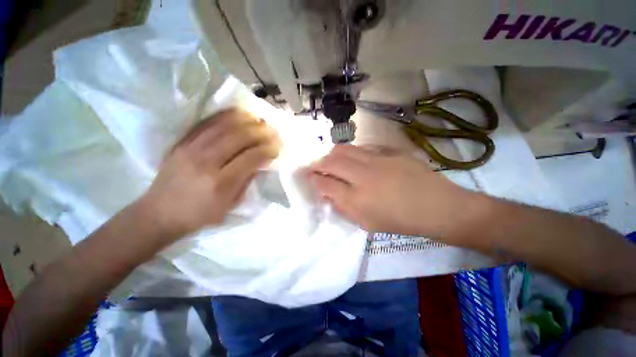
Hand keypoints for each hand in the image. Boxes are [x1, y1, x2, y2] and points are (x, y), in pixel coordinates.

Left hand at [140, 109, 280, 240]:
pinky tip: (238, 114)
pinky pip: (206, 123)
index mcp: (221, 183)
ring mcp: (191, 149)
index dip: (267, 150)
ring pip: (223, 126)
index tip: (276, 148)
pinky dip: (225, 116)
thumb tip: (260, 161)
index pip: (251, 157)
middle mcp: (206, 163)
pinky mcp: (182, 143)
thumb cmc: (200, 214)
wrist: (160, 213)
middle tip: (272, 131)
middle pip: (239, 137)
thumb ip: (247, 180)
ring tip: (259, 120)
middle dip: (260, 132)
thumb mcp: (230, 204)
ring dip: (246, 120)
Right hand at [308, 145, 471, 239]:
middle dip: (318, 164)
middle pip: (331, 162)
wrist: (438, 207)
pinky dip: (352, 152)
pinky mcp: (390, 152)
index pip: (325, 184)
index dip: (314, 179)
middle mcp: (363, 176)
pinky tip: (354, 158)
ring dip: (333, 154)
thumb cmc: (401, 222)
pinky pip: (363, 147)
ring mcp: (377, 160)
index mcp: (357, 200)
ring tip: (331, 160)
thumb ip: (345, 208)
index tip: (310, 178)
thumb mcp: (368, 224)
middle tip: (316, 167)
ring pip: (345, 149)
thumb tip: (328, 194)